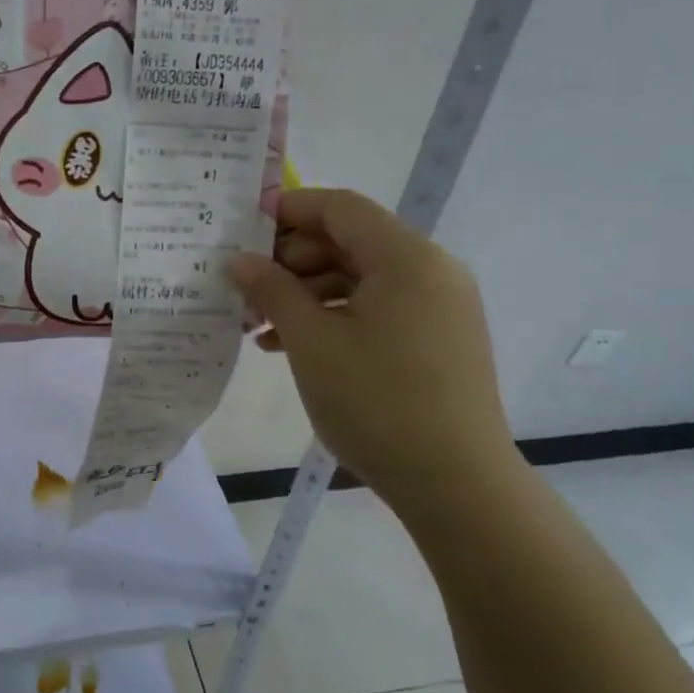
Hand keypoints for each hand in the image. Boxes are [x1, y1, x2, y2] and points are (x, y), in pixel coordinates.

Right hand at [227, 188, 518, 514]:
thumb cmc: (377, 402)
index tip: (240, 231)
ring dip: (305, 294)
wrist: (455, 484)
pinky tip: (289, 345)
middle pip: (349, 242)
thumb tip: (238, 261)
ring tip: (256, 326)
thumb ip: (272, 291)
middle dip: (290, 261)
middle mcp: (429, 271)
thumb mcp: (312, 342)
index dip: (287, 210)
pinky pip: (376, 310)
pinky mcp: (435, 339)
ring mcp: (437, 307)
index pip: (339, 208)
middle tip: (243, 288)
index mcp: (406, 258)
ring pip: (359, 279)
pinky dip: (333, 318)